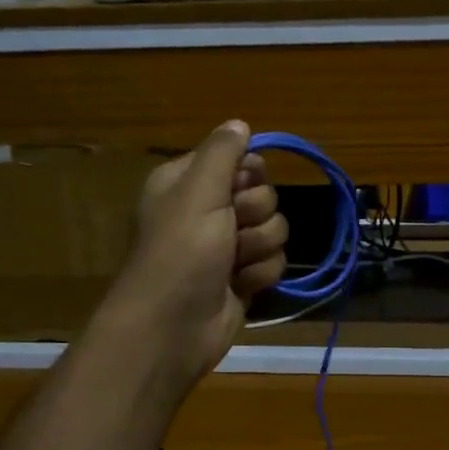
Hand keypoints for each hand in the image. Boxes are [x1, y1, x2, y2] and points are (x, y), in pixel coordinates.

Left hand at [102, 120, 287, 385]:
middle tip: (230, 231)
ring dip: (258, 247)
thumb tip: (239, 123)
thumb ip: (222, 153)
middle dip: (254, 215)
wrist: (173, 327)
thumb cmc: (181, 252)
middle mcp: (208, 211)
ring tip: (232, 264)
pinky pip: (274, 262)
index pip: (240, 160)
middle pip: (264, 195)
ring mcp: (227, 247)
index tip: (238, 188)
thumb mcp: (198, 191)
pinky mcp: (243, 278)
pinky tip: (240, 285)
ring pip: (275, 230)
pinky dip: (260, 274)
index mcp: (189, 183)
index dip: (248, 175)